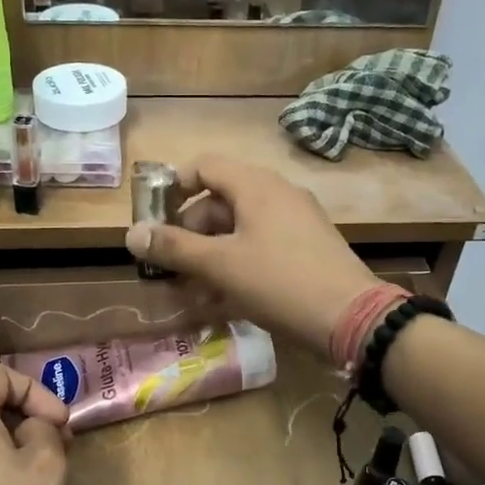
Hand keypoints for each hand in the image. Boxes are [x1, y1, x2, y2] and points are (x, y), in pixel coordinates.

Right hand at [123, 155, 379, 354]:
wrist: (352, 318)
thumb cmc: (279, 282)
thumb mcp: (220, 265)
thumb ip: (174, 248)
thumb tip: (131, 234)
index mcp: (256, 186)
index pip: (204, 166)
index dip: (173, 187)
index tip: (154, 220)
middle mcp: (277, 195)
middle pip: (219, 201)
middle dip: (189, 233)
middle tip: (170, 267)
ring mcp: (296, 222)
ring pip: (239, 230)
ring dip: (210, 257)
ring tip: (191, 292)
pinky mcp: (307, 250)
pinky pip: (261, 248)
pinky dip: (237, 267)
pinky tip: (222, 301)